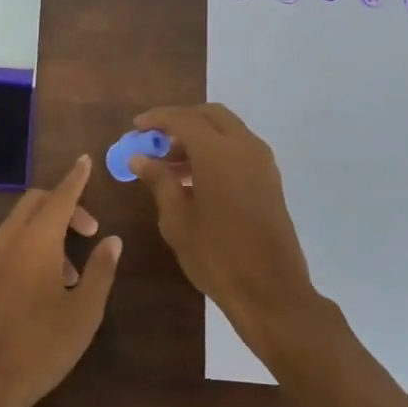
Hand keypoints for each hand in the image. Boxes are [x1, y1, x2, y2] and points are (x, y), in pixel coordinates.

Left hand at [0, 155, 122, 406]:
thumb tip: (113, 241)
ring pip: (15, 226)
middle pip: (34, 203)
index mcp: (36, 241)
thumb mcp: (85, 312)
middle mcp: (5, 240)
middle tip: (86, 232)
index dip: (76, 178)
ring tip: (65, 274)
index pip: (60, 196)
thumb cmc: (43, 347)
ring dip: (42, 233)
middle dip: (62, 206)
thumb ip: (100, 270)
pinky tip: (32, 289)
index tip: (85, 161)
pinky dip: (21, 250)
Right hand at [130, 105, 319, 349]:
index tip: (136, 127)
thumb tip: (139, 158)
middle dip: (181, 121)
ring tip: (170, 164)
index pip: (183, 119)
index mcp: (218, 152)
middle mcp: (244, 146)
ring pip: (227, 130)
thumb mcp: (177, 220)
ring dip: (199, 136)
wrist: (271, 292)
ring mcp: (262, 162)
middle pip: (210, 115)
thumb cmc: (217, 255)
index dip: (157, 119)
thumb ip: (159, 181)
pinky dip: (217, 151)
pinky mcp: (270, 179)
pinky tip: (196, 179)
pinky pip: (239, 149)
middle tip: (156, 140)